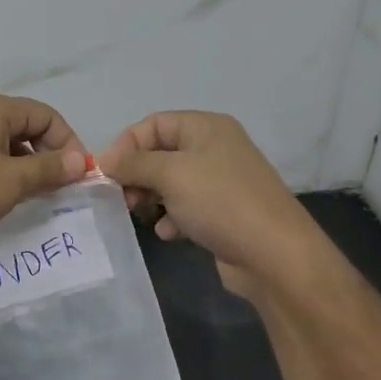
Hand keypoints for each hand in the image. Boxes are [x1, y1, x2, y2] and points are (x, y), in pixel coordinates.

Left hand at [0, 93, 91, 248]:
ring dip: (22, 164)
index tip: (76, 176)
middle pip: (25, 125)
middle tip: (55, 188)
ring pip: (2, 141)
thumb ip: (48, 169)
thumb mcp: (10, 182)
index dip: (68, 143)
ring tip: (28, 195)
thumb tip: (79, 160)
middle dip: (46, 155)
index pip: (47, 116)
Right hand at [97, 111, 317, 293]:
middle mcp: (214, 149)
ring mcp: (220, 182)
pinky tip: (169, 233)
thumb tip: (105, 160)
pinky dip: (172, 217)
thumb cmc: (221, 202)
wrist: (275, 255)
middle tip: (123, 198)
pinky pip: (185, 207)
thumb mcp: (171, 174)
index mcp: (206, 127)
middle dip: (137, 174)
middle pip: (160, 153)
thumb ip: (134, 163)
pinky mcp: (222, 213)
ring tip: (142, 215)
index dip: (127, 144)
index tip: (107, 173)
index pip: (154, 124)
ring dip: (151, 198)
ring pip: (170, 182)